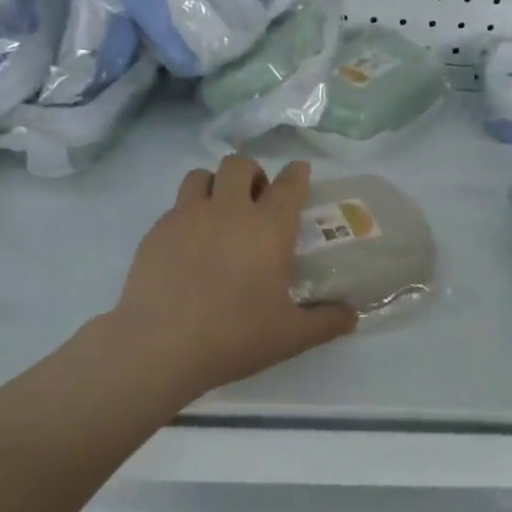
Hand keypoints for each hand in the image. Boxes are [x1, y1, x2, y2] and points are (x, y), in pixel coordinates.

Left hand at [107, 156, 358, 396]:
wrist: (160, 345)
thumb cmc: (234, 337)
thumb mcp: (290, 336)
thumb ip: (327, 321)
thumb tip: (353, 316)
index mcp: (268, 228)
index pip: (289, 184)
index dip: (297, 174)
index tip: (300, 172)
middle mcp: (228, 210)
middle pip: (240, 165)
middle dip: (252, 174)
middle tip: (256, 201)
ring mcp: (187, 216)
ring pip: (201, 175)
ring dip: (214, 185)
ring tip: (218, 213)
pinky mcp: (157, 230)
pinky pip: (176, 206)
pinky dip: (188, 214)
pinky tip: (189, 246)